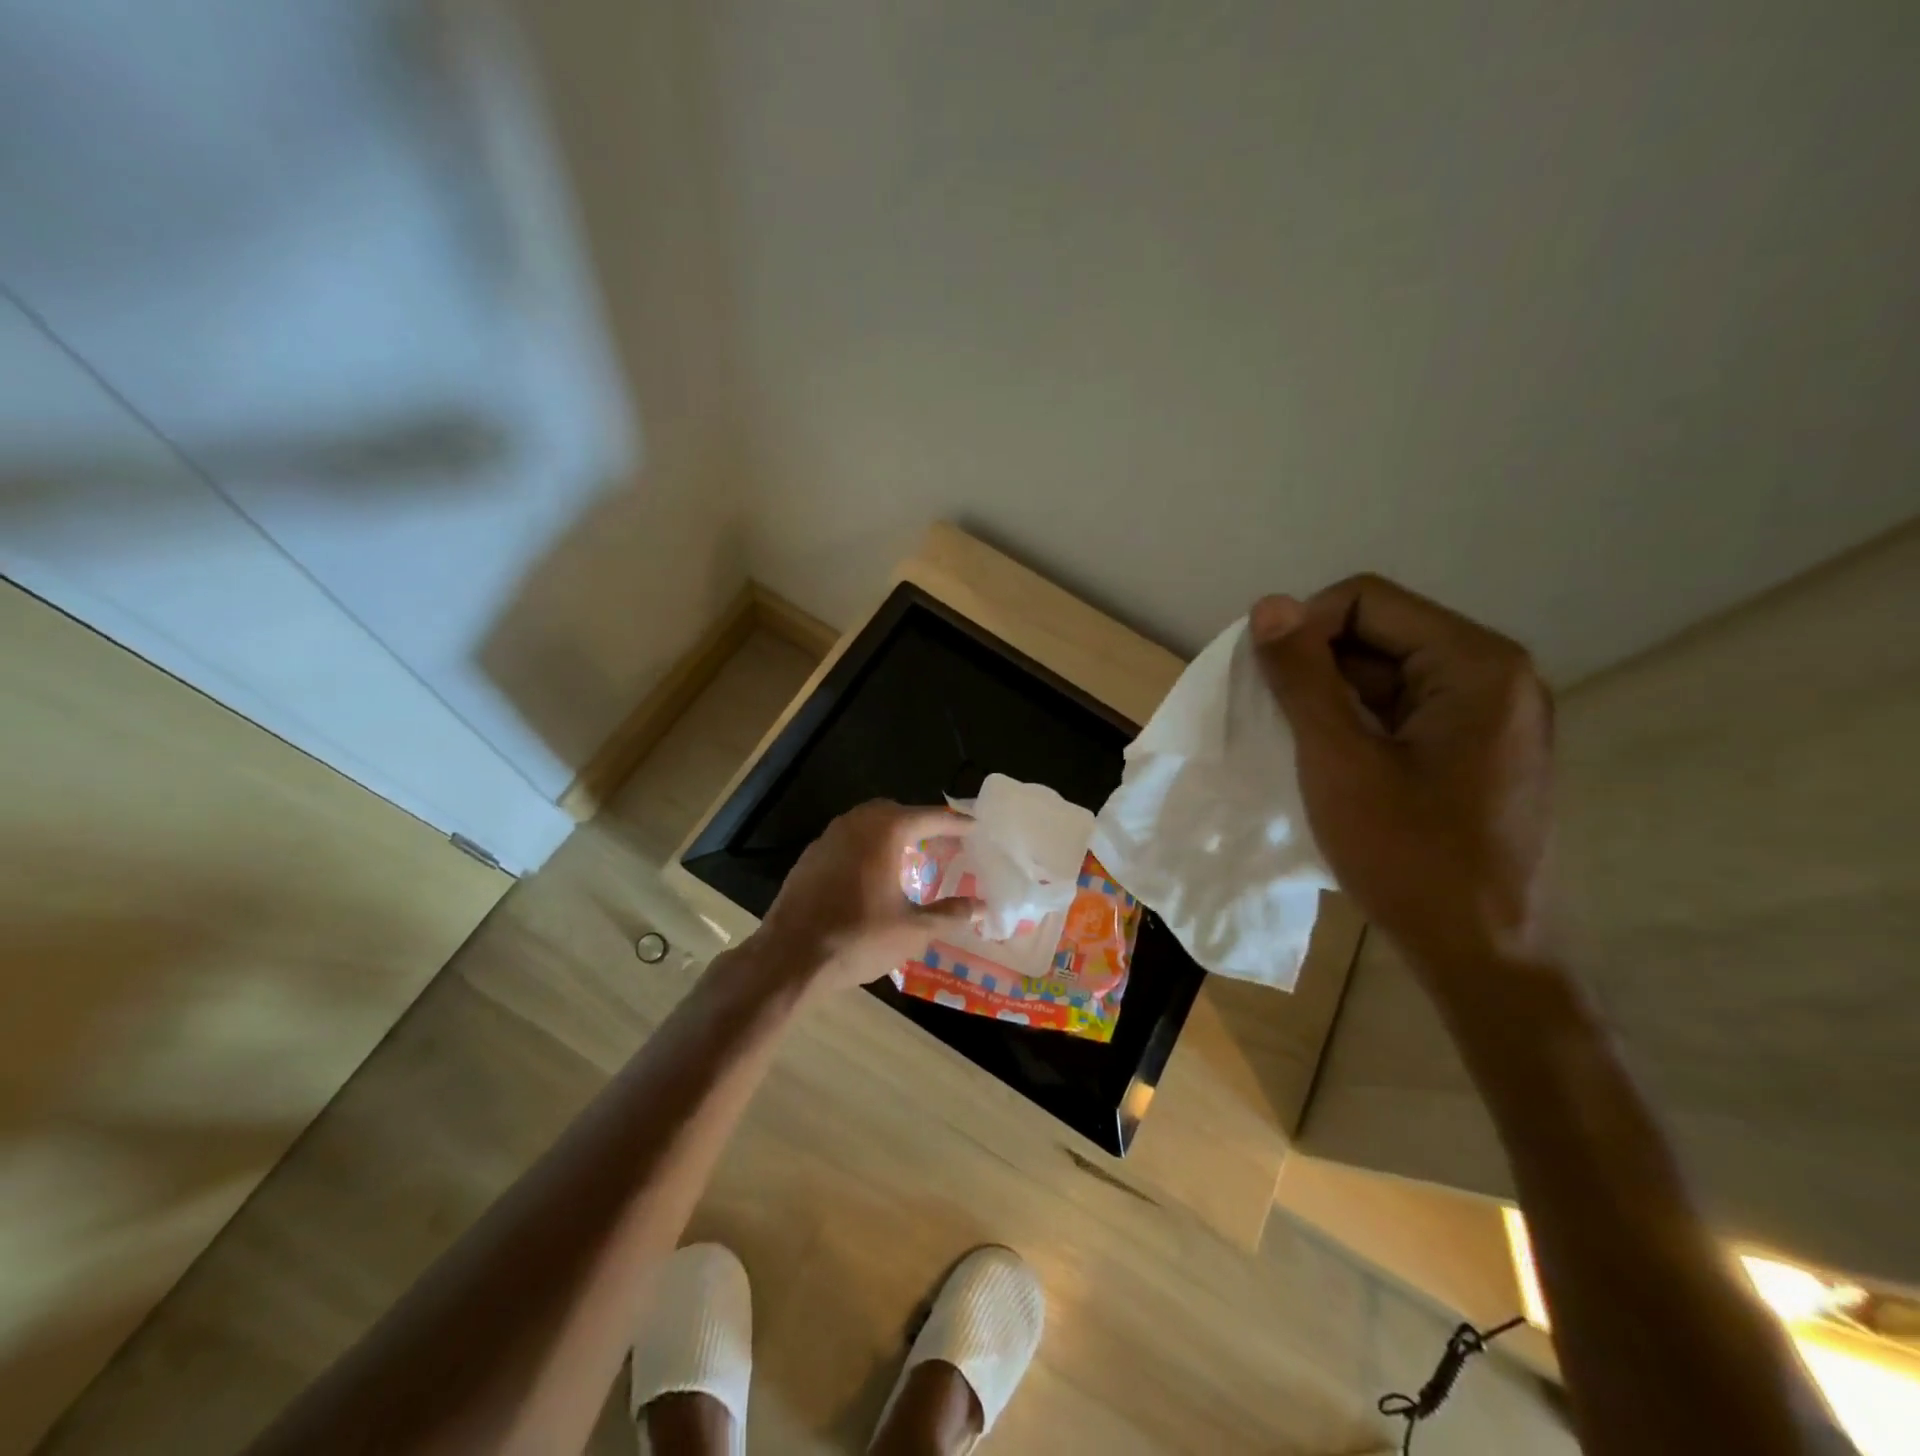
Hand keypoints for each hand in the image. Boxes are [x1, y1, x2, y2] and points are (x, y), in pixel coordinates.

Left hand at [750, 801, 978, 994]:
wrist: (789, 958)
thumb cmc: (857, 939)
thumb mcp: (912, 930)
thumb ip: (949, 914)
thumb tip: (980, 907)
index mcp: (885, 832)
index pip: (930, 817)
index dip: (955, 823)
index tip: (975, 827)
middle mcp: (856, 824)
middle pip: (896, 811)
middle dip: (921, 821)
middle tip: (942, 840)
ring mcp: (828, 838)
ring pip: (867, 821)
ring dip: (892, 831)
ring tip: (911, 854)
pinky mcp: (810, 857)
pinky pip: (847, 839)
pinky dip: (868, 845)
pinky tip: (873, 873)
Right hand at [1250, 575, 1554, 981]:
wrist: (1484, 956)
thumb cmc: (1410, 856)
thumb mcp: (1339, 759)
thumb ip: (1302, 676)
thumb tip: (1269, 604)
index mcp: (1475, 663)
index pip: (1366, 600)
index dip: (1304, 629)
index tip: (1268, 684)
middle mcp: (1495, 675)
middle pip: (1379, 634)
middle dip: (1317, 668)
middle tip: (1277, 722)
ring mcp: (1491, 716)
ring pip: (1387, 675)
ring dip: (1332, 700)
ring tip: (1301, 750)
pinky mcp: (1479, 751)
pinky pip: (1404, 712)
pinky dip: (1358, 726)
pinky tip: (1333, 766)